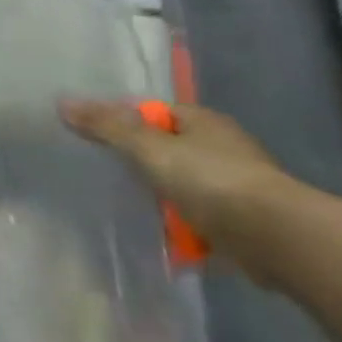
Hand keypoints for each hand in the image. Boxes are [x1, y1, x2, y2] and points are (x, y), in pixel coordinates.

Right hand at [59, 99, 306, 274]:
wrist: (278, 239)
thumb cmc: (212, 181)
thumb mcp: (150, 149)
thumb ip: (107, 127)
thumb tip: (63, 102)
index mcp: (204, 122)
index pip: (155, 112)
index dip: (125, 120)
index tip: (95, 136)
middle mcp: (223, 149)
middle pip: (168, 149)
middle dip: (140, 162)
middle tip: (103, 172)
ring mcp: (235, 188)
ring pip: (183, 186)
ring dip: (160, 199)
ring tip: (124, 207)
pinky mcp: (240, 223)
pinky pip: (198, 221)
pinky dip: (180, 229)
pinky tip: (157, 237)